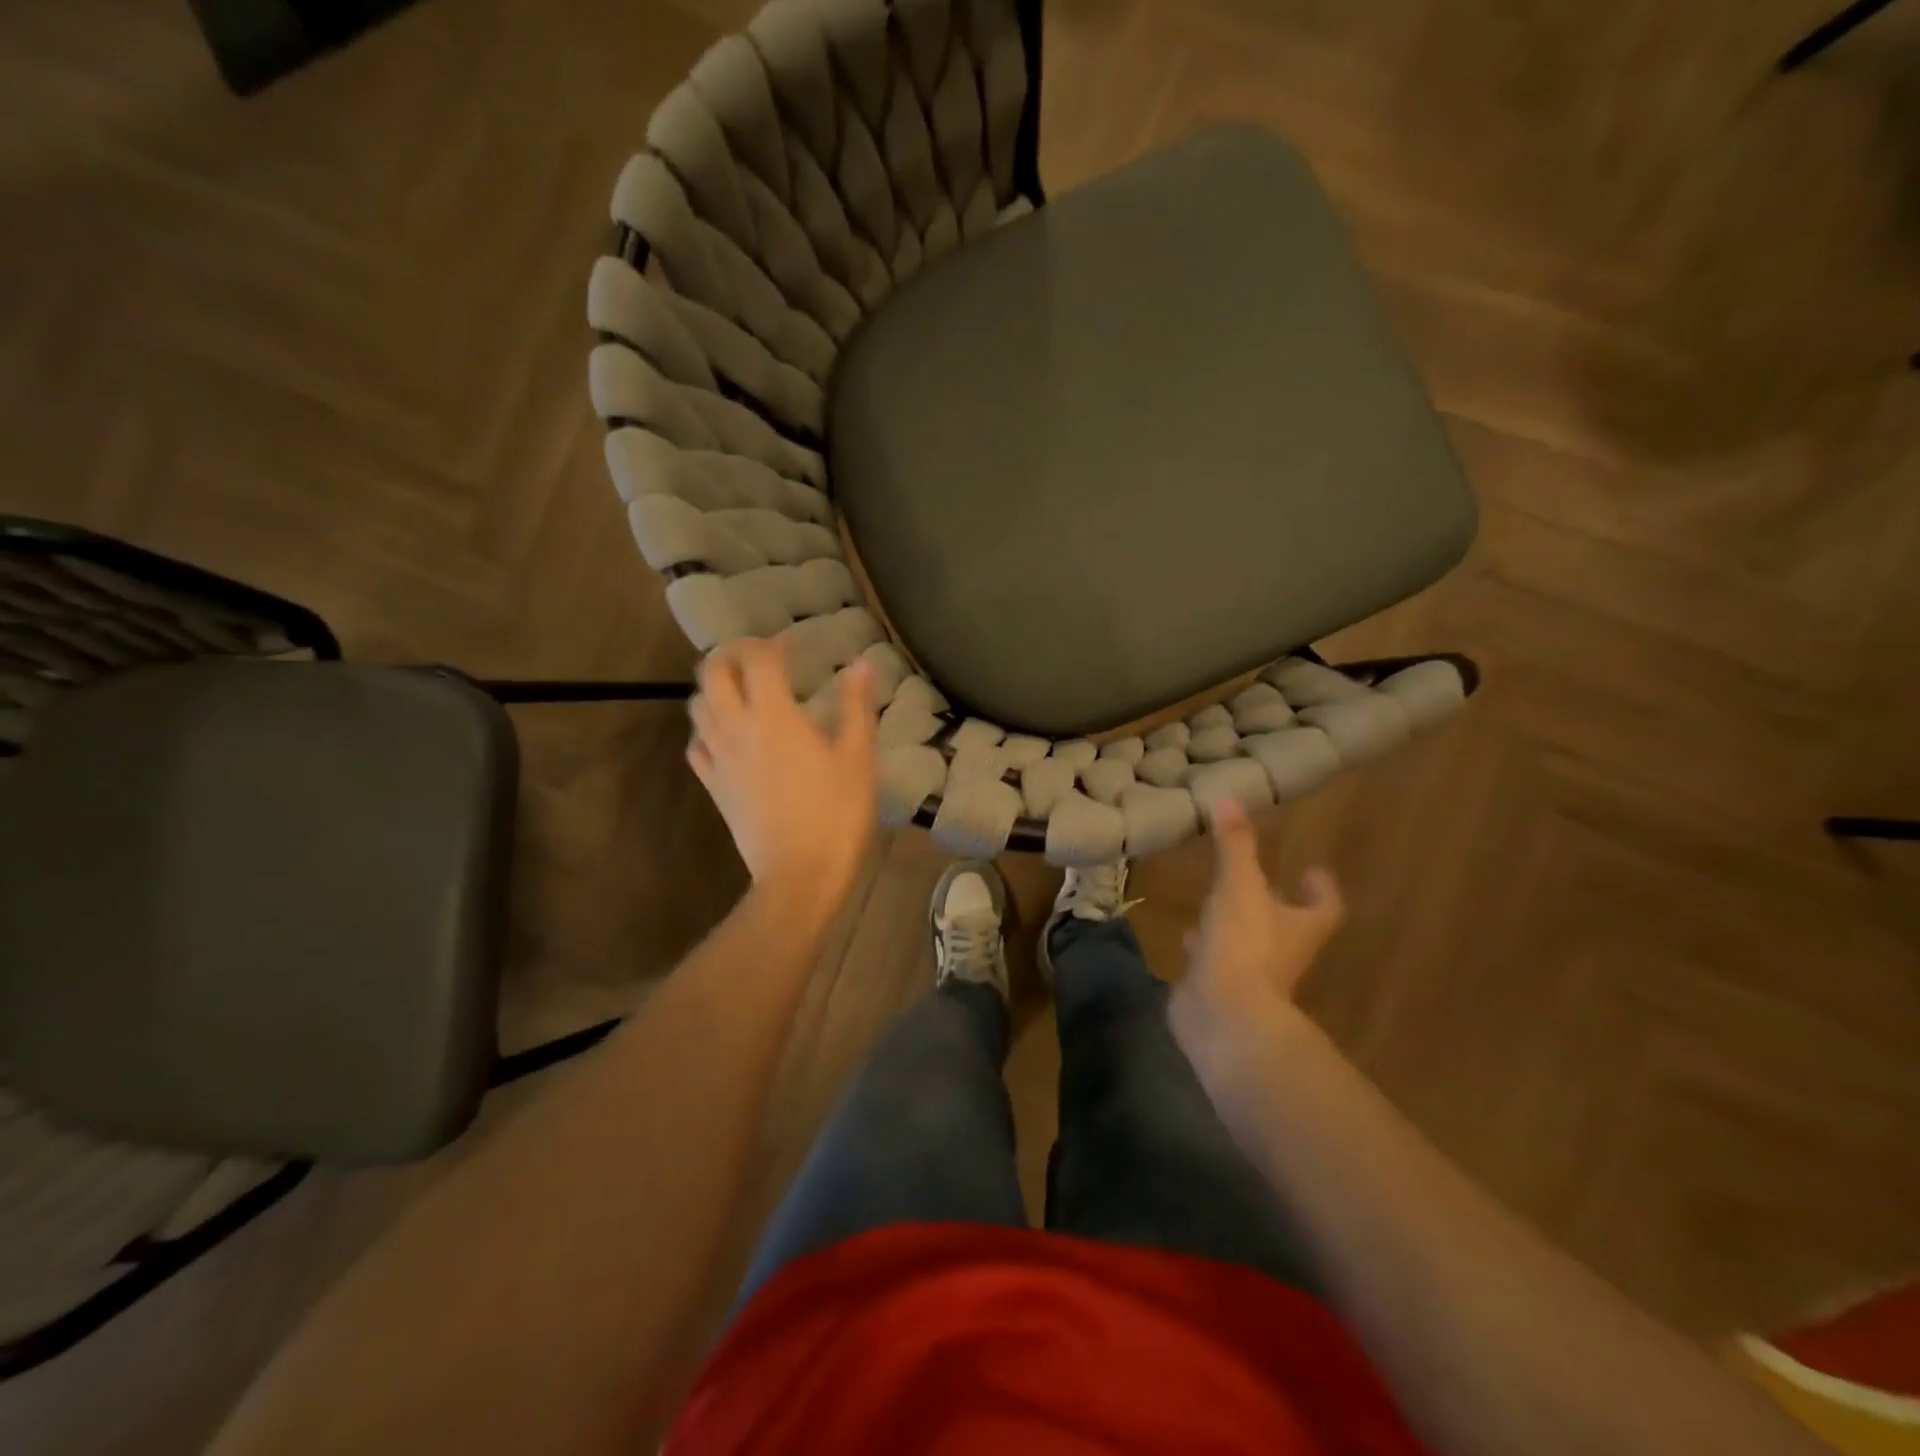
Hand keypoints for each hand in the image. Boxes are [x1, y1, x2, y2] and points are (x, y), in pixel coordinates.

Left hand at [688, 640, 877, 923]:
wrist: (800, 875)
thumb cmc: (836, 814)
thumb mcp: (858, 758)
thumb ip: (857, 706)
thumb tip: (860, 664)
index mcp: (774, 715)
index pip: (757, 658)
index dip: (771, 644)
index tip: (792, 648)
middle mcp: (736, 728)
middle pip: (713, 673)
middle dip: (732, 656)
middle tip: (759, 660)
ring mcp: (718, 758)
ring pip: (697, 705)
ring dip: (715, 688)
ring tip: (742, 692)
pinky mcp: (712, 786)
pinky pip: (695, 744)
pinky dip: (707, 729)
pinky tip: (727, 736)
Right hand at [1169, 797, 1344, 1085]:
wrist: (1223, 1016)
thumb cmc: (1244, 946)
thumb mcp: (1240, 886)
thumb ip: (1236, 845)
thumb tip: (1229, 797)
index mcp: (1299, 928)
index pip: (1324, 907)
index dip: (1321, 889)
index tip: (1314, 870)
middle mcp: (1282, 953)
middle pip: (1288, 927)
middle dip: (1274, 906)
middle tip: (1256, 881)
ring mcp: (1251, 976)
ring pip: (1248, 945)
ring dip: (1234, 926)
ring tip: (1213, 904)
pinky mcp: (1220, 990)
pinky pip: (1215, 964)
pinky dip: (1204, 949)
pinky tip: (1185, 937)